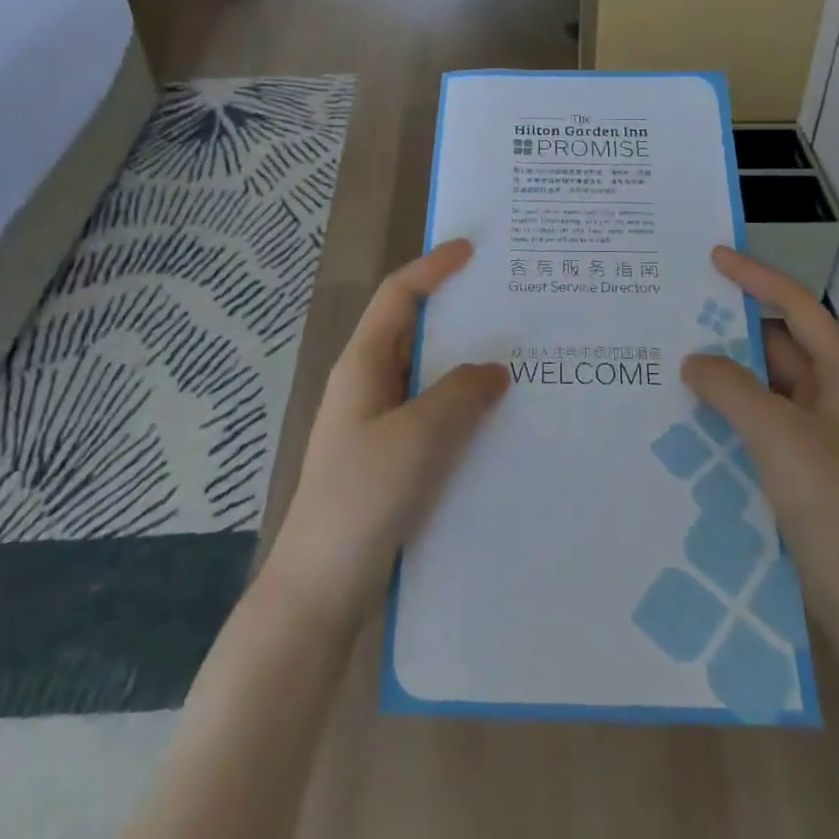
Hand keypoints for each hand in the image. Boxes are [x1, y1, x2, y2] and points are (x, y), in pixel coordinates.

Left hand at [261, 239, 508, 632]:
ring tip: (517, 358)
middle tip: (509, 304)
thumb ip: (461, 392)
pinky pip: (431, 415)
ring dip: (465, 364)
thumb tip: (494, 369)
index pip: (398, 296)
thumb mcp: (419, 435)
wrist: (321, 588)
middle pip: (414, 331)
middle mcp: (368, 385)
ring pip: (427, 376)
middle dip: (457, 313)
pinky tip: (497, 421)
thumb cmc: (363, 497)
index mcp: (363, 365)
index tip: (471, 250)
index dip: (432, 268)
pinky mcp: (389, 459)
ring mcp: (377, 424)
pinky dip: (462, 406)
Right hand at [681, 247, 838, 630]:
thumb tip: (694, 360)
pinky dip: (728, 413)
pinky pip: (758, 424)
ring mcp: (818, 437)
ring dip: (725, 376)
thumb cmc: (834, 502)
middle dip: (730, 331)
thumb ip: (732, 387)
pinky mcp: (801, 471)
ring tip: (671, 360)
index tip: (714, 257)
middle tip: (677, 314)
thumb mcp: (779, 433)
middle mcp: (834, 398)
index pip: (798, 308)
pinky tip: (688, 415)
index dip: (757, 278)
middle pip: (778, 347)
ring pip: (764, 388)